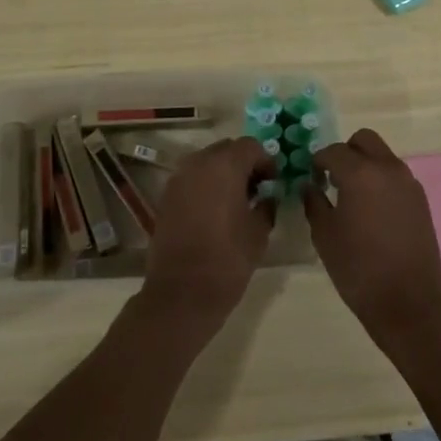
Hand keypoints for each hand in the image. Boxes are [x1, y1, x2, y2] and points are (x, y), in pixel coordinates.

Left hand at [139, 137, 274, 331]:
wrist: (181, 294)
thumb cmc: (227, 260)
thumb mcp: (259, 233)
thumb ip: (266, 205)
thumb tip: (267, 196)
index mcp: (224, 166)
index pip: (250, 146)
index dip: (266, 161)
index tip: (273, 182)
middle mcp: (198, 164)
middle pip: (226, 149)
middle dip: (244, 163)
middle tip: (257, 189)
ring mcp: (178, 179)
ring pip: (207, 162)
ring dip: (223, 173)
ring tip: (236, 201)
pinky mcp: (166, 197)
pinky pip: (192, 179)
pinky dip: (206, 185)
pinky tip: (215, 211)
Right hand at [305, 129, 440, 353]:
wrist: (409, 303)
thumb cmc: (358, 269)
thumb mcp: (325, 236)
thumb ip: (314, 202)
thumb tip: (310, 185)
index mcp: (360, 173)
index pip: (333, 151)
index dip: (318, 162)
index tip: (311, 178)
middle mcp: (387, 168)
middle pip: (364, 140)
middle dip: (345, 152)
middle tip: (333, 178)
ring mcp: (408, 182)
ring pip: (382, 156)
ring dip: (365, 164)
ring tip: (352, 196)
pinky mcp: (421, 199)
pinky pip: (396, 175)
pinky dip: (381, 180)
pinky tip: (372, 210)